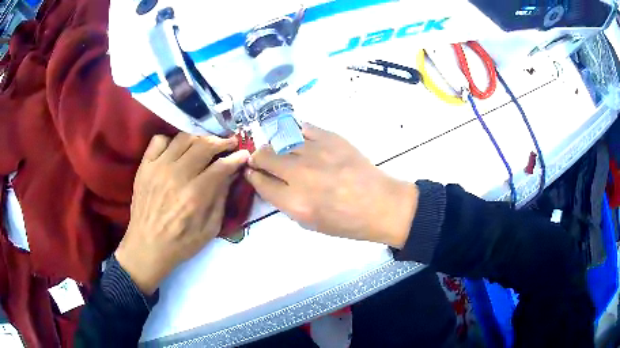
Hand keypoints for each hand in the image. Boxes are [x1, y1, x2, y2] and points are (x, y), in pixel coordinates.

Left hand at [115, 133, 249, 294]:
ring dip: (199, 138)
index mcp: (195, 196)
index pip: (221, 166)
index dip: (236, 158)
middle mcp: (177, 176)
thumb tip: (231, 174)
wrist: (146, 247)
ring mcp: (158, 168)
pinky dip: (171, 141)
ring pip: (184, 138)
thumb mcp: (209, 230)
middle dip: (222, 142)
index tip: (243, 154)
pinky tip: (177, 151)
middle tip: (229, 144)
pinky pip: (159, 140)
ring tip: (206, 145)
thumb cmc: (180, 244)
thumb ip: (221, 199)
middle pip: (204, 146)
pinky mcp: (145, 166)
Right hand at [245, 123, 417, 247]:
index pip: (260, 182)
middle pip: (264, 155)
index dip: (252, 176)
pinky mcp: (330, 137)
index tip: (252, 172)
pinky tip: (299, 141)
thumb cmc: (347, 222)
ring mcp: (316, 152)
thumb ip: (285, 202)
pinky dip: (295, 133)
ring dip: (275, 145)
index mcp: (295, 202)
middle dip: (258, 158)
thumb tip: (270, 183)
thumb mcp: (310, 224)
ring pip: (280, 139)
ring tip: (282, 151)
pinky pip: (302, 127)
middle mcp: (300, 174)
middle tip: (263, 160)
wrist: (380, 204)